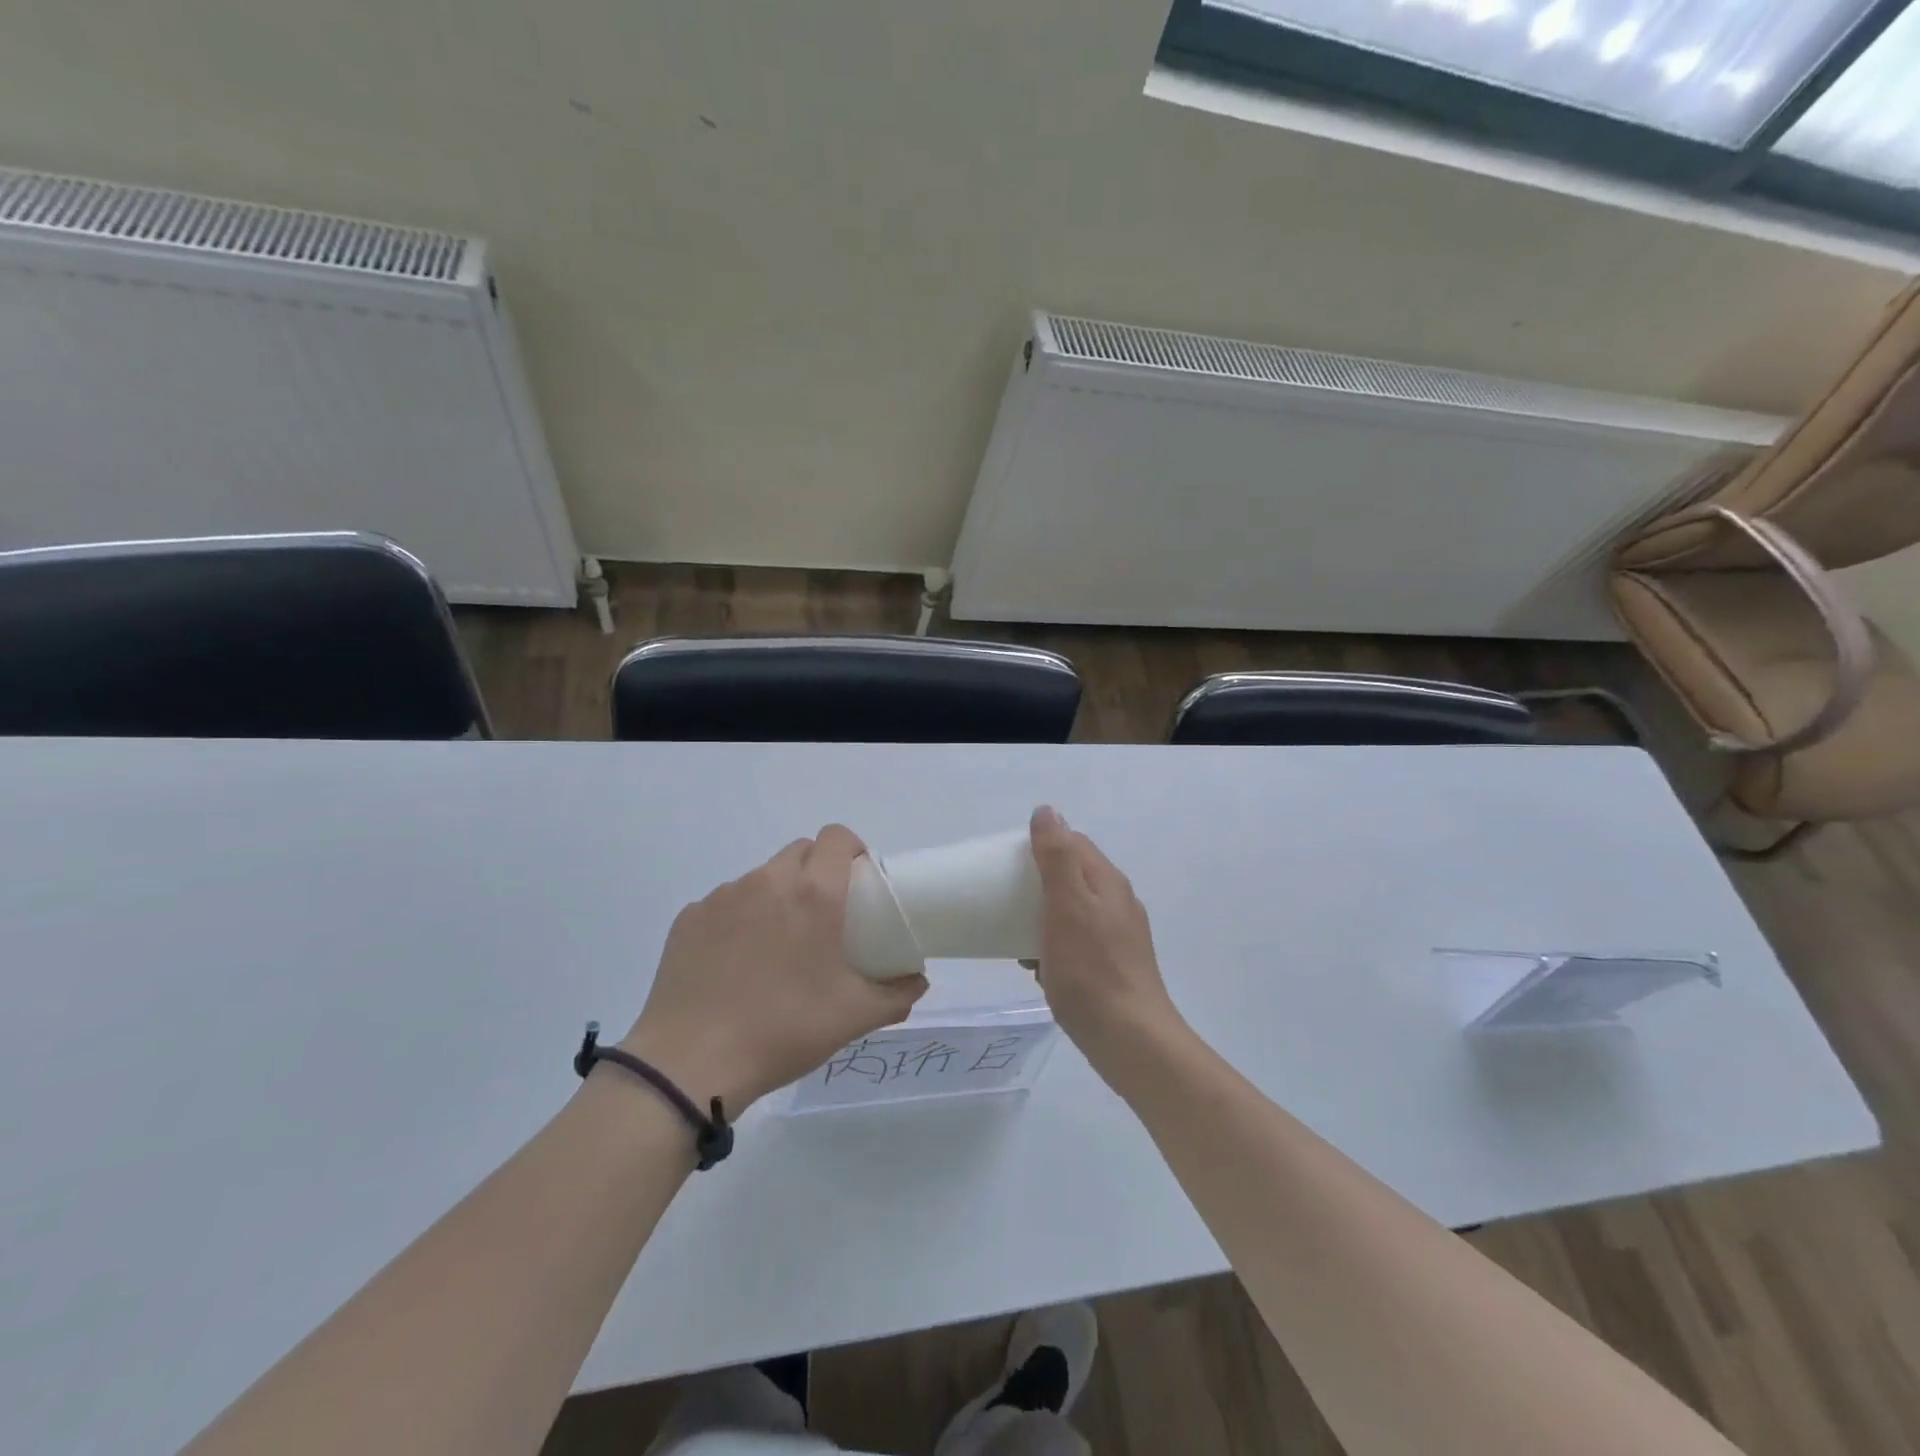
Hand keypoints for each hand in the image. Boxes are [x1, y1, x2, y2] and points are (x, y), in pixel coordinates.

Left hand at [622, 826, 927, 1112]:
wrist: (690, 1063)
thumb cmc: (783, 1030)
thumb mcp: (854, 1017)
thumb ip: (897, 994)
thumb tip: (918, 980)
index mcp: (814, 893)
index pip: (836, 837)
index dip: (851, 849)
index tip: (858, 880)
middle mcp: (768, 881)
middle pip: (800, 851)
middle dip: (817, 870)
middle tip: (824, 915)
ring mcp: (723, 896)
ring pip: (761, 876)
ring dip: (778, 894)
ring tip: (778, 944)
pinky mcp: (690, 917)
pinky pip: (726, 903)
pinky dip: (739, 918)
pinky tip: (736, 962)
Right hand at [1027, 805, 1180, 1060]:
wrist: (1129, 1039)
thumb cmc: (1091, 969)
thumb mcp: (1067, 905)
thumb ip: (1057, 857)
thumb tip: (1047, 810)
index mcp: (1107, 881)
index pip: (1074, 842)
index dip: (1041, 844)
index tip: (1007, 861)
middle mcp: (1117, 903)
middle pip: (1073, 875)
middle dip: (1038, 881)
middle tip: (1005, 898)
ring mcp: (1118, 936)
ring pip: (1072, 910)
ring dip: (1042, 916)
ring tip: (1015, 934)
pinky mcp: (1112, 966)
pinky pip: (1076, 942)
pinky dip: (1053, 945)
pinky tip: (1037, 967)